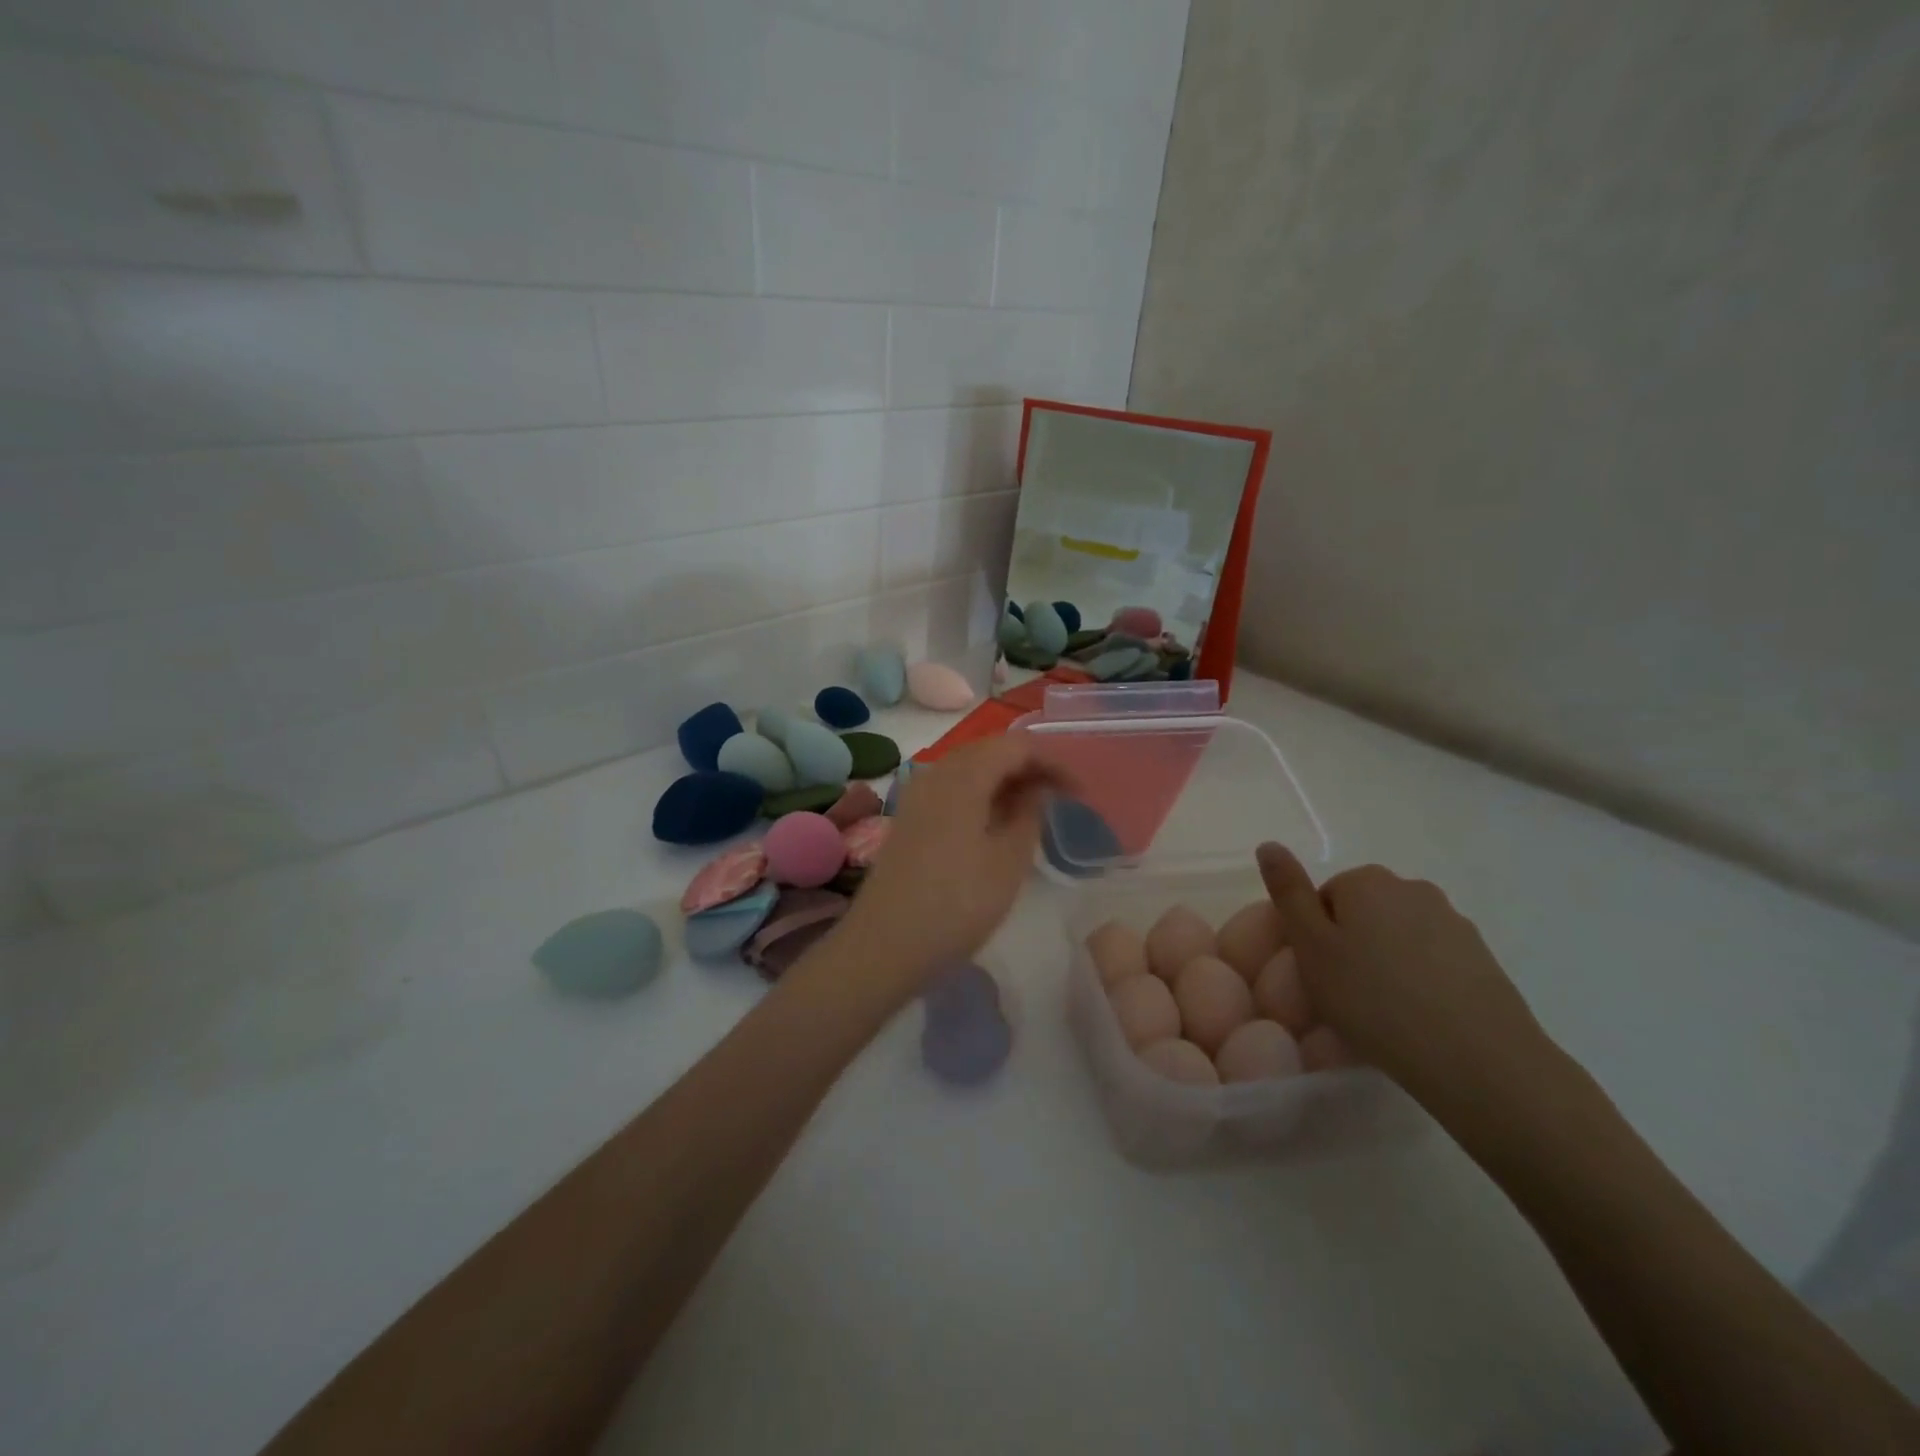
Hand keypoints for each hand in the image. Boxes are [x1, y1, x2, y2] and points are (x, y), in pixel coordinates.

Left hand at [834, 737, 1069, 996]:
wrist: (884, 946)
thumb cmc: (956, 904)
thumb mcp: (1008, 862)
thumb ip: (1029, 814)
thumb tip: (1037, 788)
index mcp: (963, 776)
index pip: (1016, 745)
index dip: (1053, 761)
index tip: (1080, 791)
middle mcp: (936, 773)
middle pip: (989, 750)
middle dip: (1029, 766)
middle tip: (1061, 797)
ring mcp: (917, 795)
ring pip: (969, 769)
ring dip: (1004, 780)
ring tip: (1035, 809)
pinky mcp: (909, 818)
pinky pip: (952, 789)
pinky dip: (981, 795)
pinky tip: (996, 823)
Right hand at [1256, 844, 1552, 1111]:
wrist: (1479, 1060)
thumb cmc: (1375, 1000)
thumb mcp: (1311, 948)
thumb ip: (1288, 893)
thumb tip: (1269, 844)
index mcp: (1367, 881)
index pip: (1323, 896)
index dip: (1314, 935)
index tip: (1320, 973)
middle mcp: (1412, 888)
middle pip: (1363, 911)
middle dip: (1351, 944)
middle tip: (1346, 993)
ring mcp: (1454, 922)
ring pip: (1399, 936)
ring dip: (1386, 962)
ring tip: (1384, 1012)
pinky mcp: (1483, 959)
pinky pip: (1433, 961)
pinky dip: (1420, 981)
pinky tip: (1419, 1019)